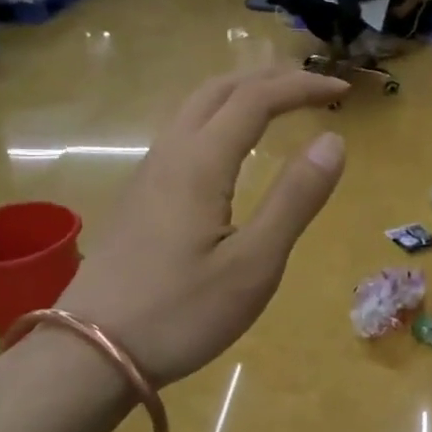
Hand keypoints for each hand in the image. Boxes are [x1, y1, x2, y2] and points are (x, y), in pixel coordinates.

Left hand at [57, 67, 348, 385]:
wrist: (90, 353)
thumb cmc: (182, 313)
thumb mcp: (254, 263)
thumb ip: (295, 199)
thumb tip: (333, 140)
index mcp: (200, 163)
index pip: (256, 99)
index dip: (301, 86)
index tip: (341, 89)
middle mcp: (170, 155)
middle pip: (218, 90)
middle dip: (268, 78)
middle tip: (311, 85)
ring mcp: (147, 176)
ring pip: (193, 109)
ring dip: (239, 93)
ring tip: (275, 104)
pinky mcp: (138, 200)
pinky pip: (181, 134)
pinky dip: (217, 118)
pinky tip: (227, 148)